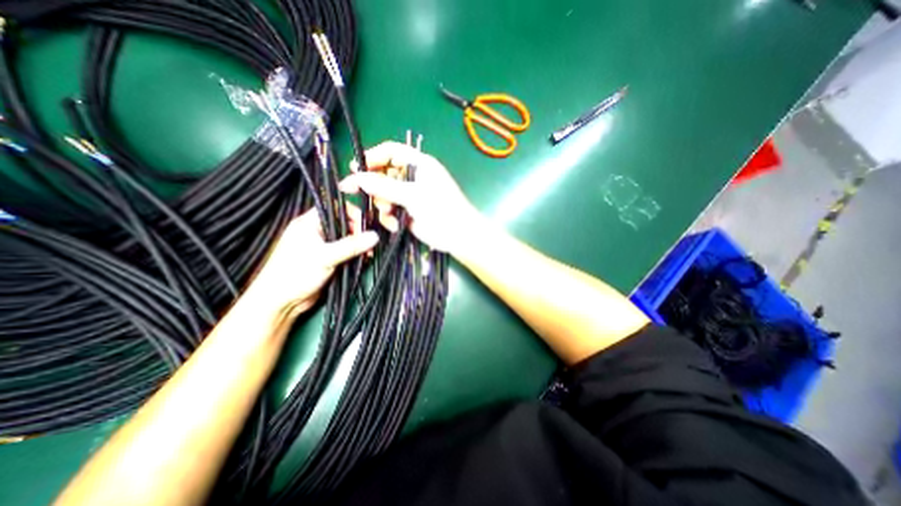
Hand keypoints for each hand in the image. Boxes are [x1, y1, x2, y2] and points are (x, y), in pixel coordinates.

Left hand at [241, 204, 377, 315]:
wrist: (281, 302)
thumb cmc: (294, 273)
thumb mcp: (325, 256)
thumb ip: (351, 245)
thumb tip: (374, 236)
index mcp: (310, 223)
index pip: (336, 208)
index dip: (353, 213)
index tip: (366, 224)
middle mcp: (317, 231)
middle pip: (345, 224)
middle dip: (359, 232)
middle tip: (370, 242)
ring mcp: (323, 246)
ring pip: (347, 239)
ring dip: (359, 245)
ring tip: (369, 253)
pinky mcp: (328, 259)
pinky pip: (346, 251)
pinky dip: (356, 254)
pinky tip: (364, 259)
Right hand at [338, 141, 477, 250]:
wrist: (457, 235)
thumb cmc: (441, 209)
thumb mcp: (413, 195)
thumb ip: (384, 186)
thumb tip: (356, 177)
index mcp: (419, 164)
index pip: (390, 152)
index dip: (372, 157)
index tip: (356, 168)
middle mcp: (412, 177)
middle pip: (383, 174)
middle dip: (374, 186)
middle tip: (358, 193)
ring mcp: (409, 195)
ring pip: (383, 194)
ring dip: (382, 204)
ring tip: (389, 212)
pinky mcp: (407, 211)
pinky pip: (389, 210)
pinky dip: (389, 217)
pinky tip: (395, 225)